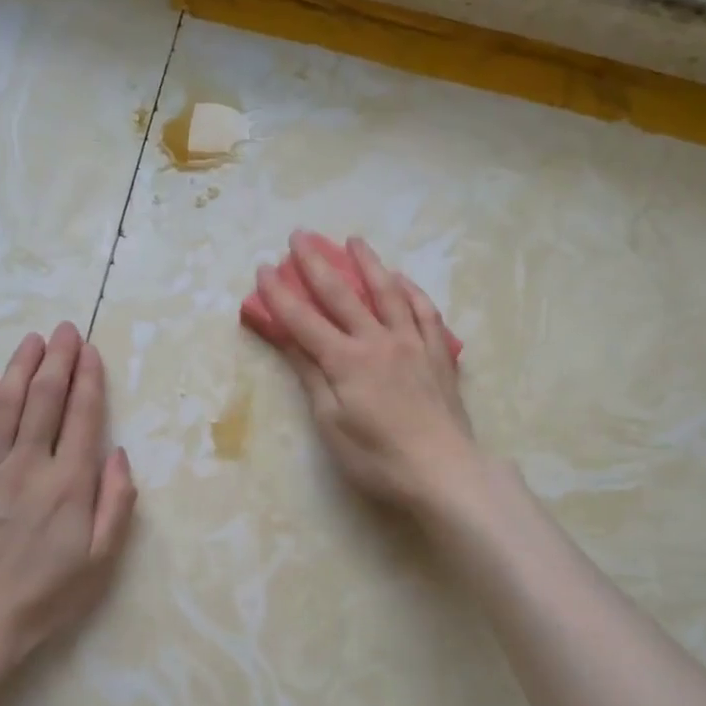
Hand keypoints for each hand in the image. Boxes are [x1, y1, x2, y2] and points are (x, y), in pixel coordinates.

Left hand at [0, 323, 136, 670]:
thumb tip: (117, 453)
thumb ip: (116, 502)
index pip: (82, 415)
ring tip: (32, 340)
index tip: (90, 351)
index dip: (88, 378)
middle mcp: (28, 464)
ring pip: (4, 404)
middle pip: (44, 399)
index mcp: (68, 483)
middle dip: (58, 359)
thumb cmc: (46, 594)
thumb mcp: (101, 559)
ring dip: (20, 367)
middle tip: (65, 330)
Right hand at [253, 232, 479, 512]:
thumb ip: (311, 375)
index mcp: (346, 360)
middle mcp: (378, 340)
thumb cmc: (378, 457)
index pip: (303, 320)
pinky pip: (424, 312)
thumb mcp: (331, 423)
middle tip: (300, 236)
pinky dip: (411, 291)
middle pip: (342, 295)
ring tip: (354, 240)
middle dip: (316, 263)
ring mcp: (412, 343)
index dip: (279, 294)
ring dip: (368, 263)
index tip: (262, 268)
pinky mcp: (438, 353)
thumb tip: (287, 338)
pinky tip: (403, 280)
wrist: (443, 470)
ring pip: (388, 292)